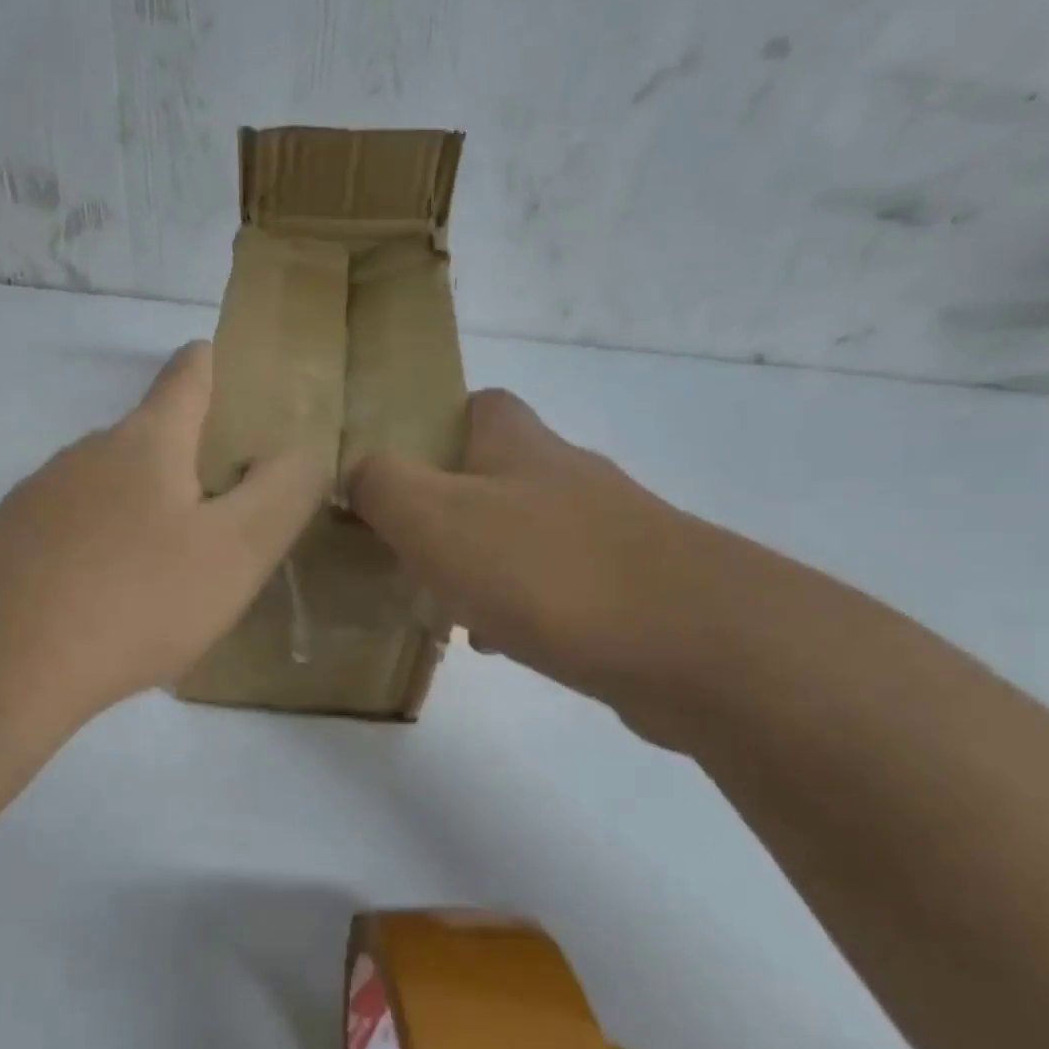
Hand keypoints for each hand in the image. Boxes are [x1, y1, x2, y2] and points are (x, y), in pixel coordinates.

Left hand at [0, 341, 328, 727]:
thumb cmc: (132, 599)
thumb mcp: (235, 552)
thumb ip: (283, 494)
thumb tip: (303, 449)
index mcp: (146, 441)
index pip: (189, 374)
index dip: (218, 365)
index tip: (238, 376)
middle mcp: (86, 454)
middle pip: (150, 438)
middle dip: (192, 462)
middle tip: (226, 514)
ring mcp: (36, 498)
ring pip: (108, 491)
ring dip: (144, 514)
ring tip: (169, 572)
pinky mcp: (4, 545)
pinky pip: (71, 534)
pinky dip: (101, 552)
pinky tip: (107, 603)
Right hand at [349, 389, 706, 708]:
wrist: (691, 643)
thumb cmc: (542, 567)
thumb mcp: (431, 516)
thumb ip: (380, 484)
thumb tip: (356, 472)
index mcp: (519, 445)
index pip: (476, 405)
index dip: (432, 426)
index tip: (394, 471)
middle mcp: (566, 476)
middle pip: (495, 476)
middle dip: (447, 508)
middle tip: (404, 550)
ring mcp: (607, 532)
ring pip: (521, 536)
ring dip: (479, 564)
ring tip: (440, 607)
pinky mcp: (632, 589)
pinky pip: (554, 588)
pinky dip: (519, 609)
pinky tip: (499, 644)